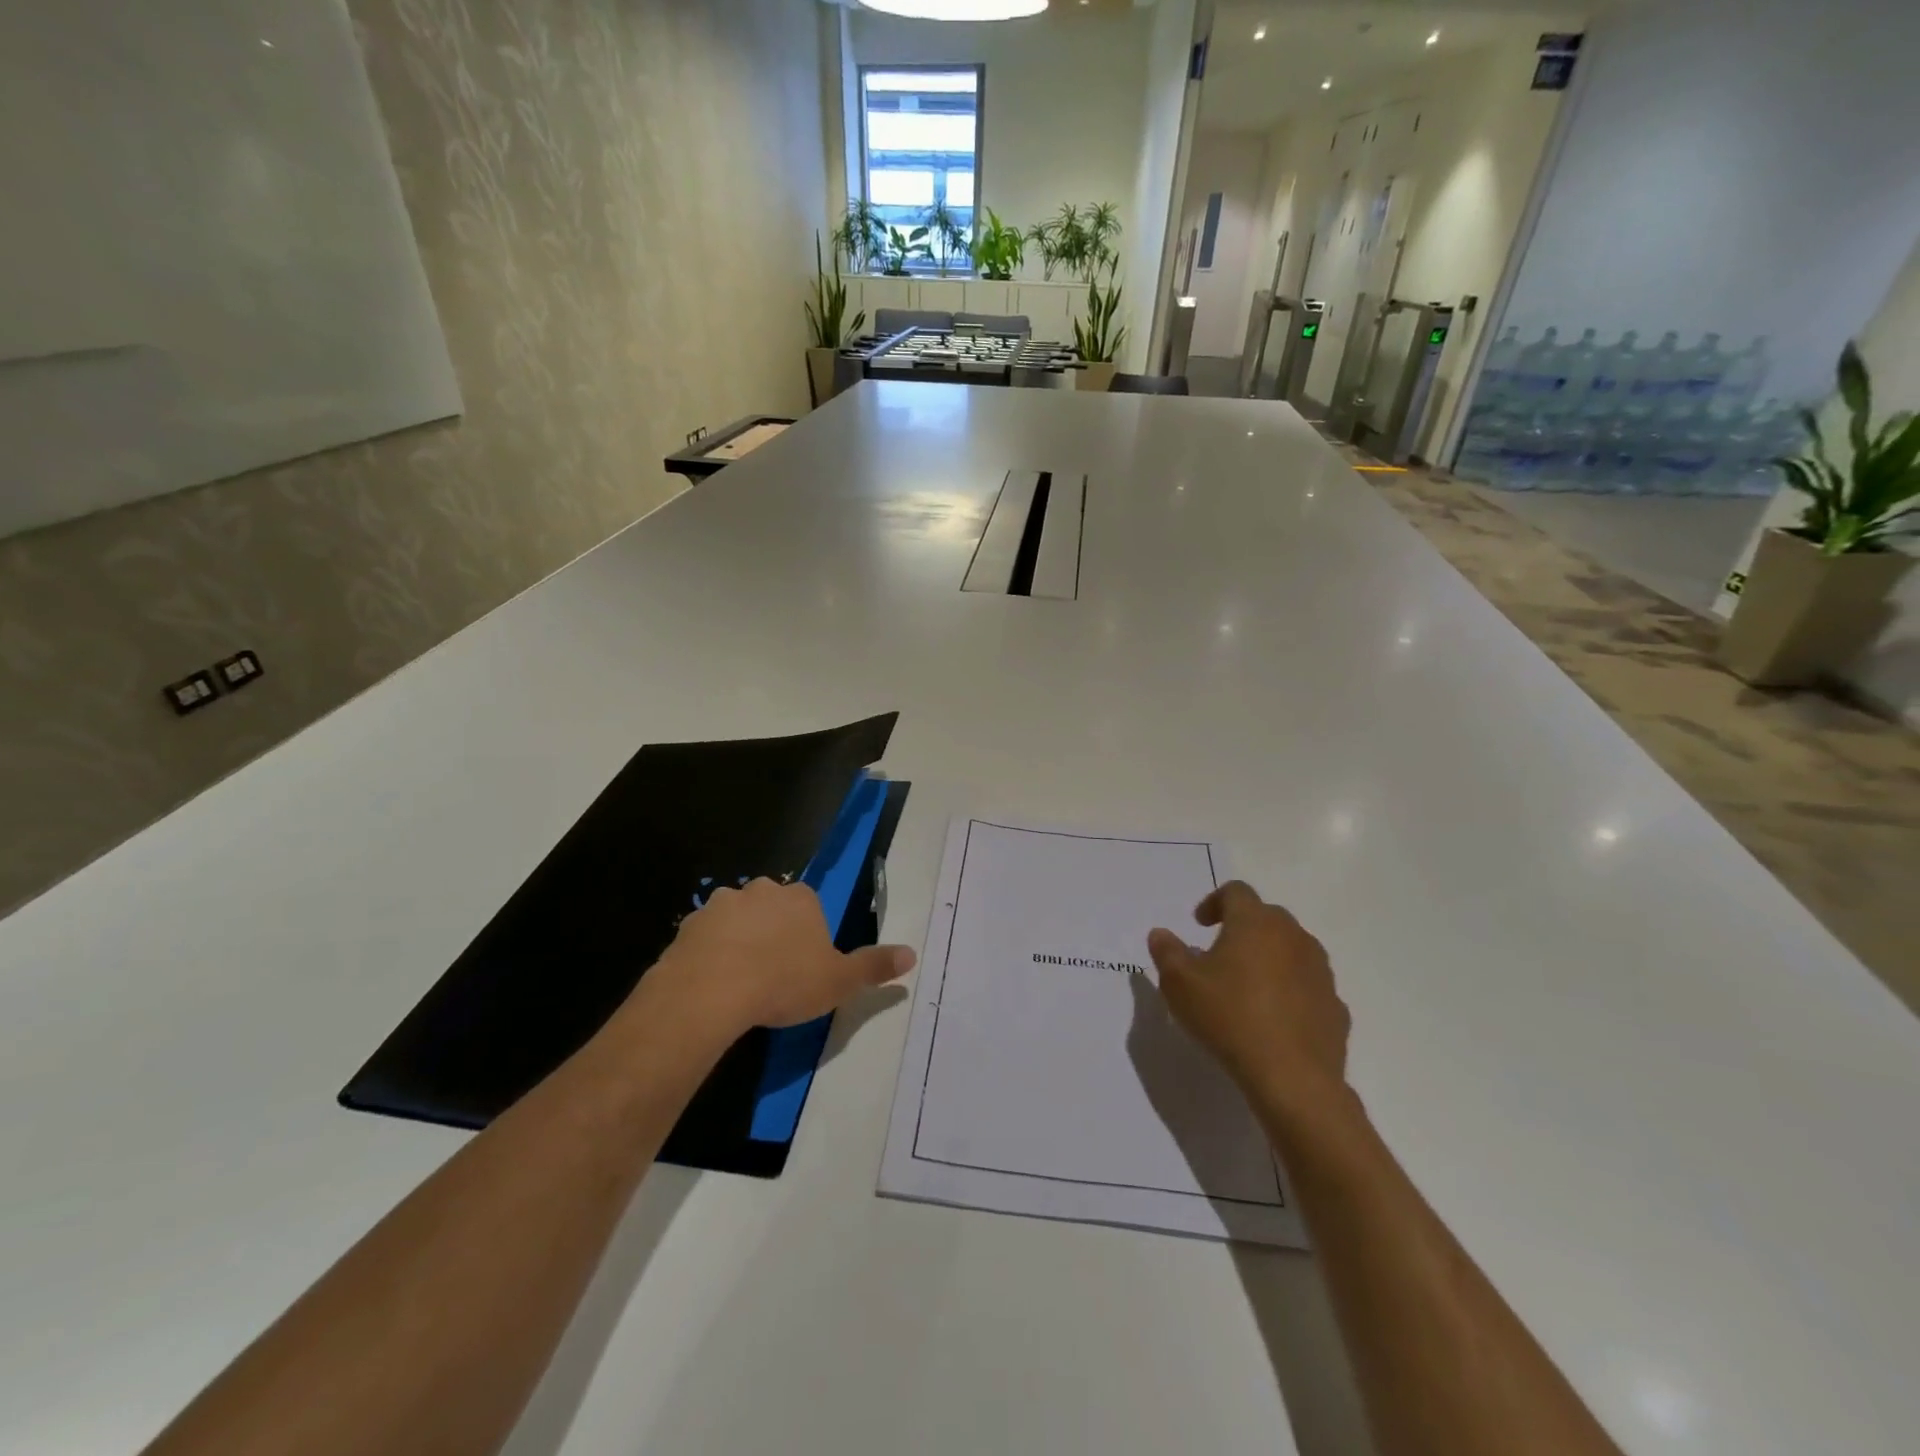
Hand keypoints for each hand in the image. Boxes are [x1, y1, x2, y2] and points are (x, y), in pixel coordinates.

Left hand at [647, 877, 915, 1033]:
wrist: (711, 991)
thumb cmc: (783, 982)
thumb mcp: (839, 981)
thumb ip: (874, 966)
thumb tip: (912, 954)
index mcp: (801, 898)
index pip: (810, 908)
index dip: (808, 937)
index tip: (803, 968)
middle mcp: (762, 890)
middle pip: (773, 908)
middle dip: (773, 932)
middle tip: (773, 974)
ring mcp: (722, 904)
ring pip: (737, 919)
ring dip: (740, 940)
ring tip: (740, 981)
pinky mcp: (690, 924)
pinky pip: (706, 937)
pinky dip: (710, 953)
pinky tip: (713, 983)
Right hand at [1147, 881, 1349, 1118]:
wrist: (1293, 1077)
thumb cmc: (1228, 1017)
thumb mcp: (1179, 984)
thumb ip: (1166, 952)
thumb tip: (1160, 933)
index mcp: (1254, 922)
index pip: (1236, 891)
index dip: (1214, 901)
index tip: (1199, 924)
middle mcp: (1292, 936)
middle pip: (1267, 916)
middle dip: (1243, 927)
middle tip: (1220, 953)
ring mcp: (1320, 970)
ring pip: (1292, 949)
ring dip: (1270, 957)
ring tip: (1247, 985)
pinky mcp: (1335, 1004)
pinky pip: (1308, 985)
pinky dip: (1291, 990)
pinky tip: (1274, 1017)